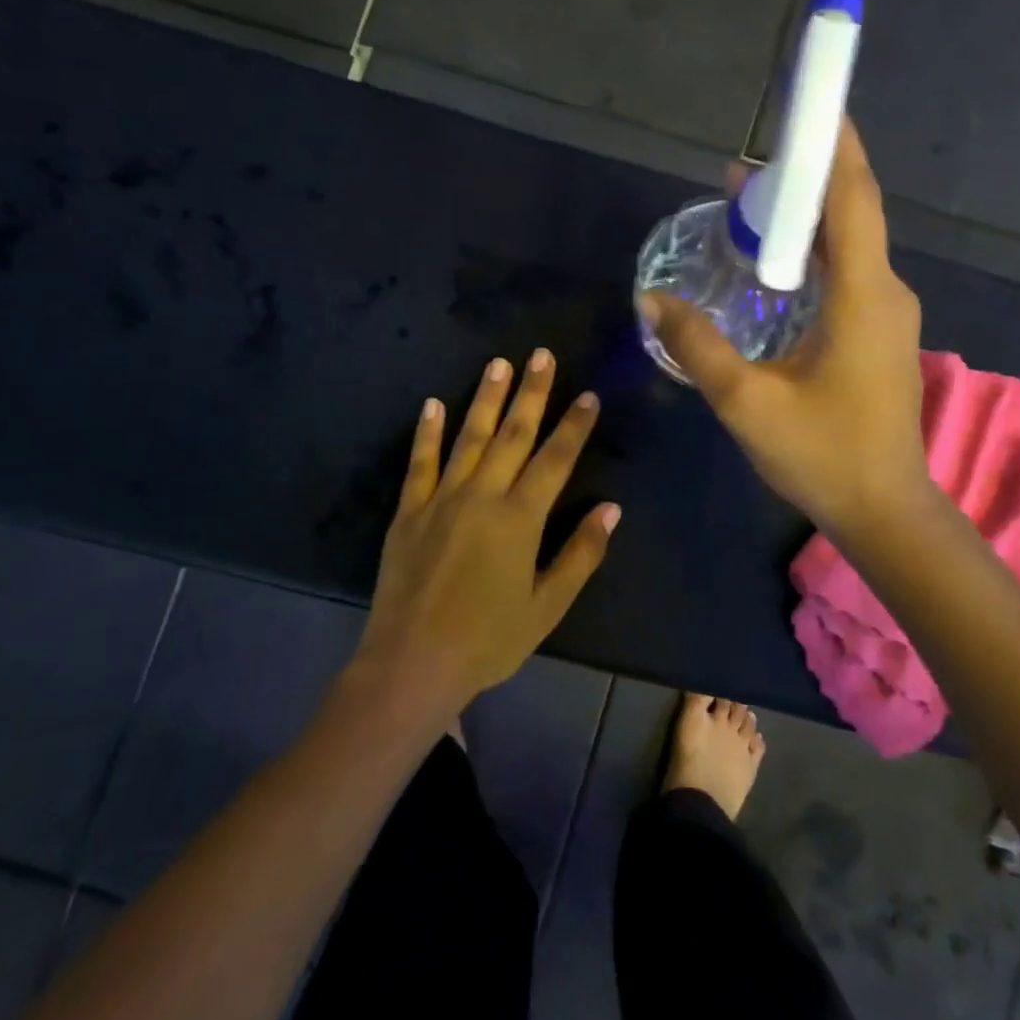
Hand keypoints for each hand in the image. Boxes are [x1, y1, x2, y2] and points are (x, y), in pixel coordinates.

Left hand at [355, 350, 620, 716]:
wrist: (412, 663)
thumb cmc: (488, 640)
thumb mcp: (546, 606)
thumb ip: (580, 555)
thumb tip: (611, 509)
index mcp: (520, 519)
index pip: (555, 459)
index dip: (574, 426)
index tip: (588, 395)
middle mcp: (482, 496)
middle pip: (513, 435)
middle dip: (532, 393)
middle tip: (542, 355)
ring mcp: (441, 499)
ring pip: (469, 438)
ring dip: (486, 399)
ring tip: (499, 364)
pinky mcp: (408, 511)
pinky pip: (420, 462)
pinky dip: (427, 432)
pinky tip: (433, 404)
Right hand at [637, 120, 930, 541]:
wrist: (884, 511)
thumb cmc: (822, 455)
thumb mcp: (746, 401)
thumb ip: (698, 345)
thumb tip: (652, 298)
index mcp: (864, 295)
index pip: (853, 198)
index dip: (834, 146)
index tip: (812, 104)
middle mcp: (884, 293)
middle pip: (849, 214)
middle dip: (803, 182)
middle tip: (742, 175)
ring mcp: (887, 316)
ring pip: (848, 246)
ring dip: (804, 222)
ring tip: (748, 212)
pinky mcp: (878, 337)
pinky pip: (847, 276)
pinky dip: (812, 257)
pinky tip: (773, 270)